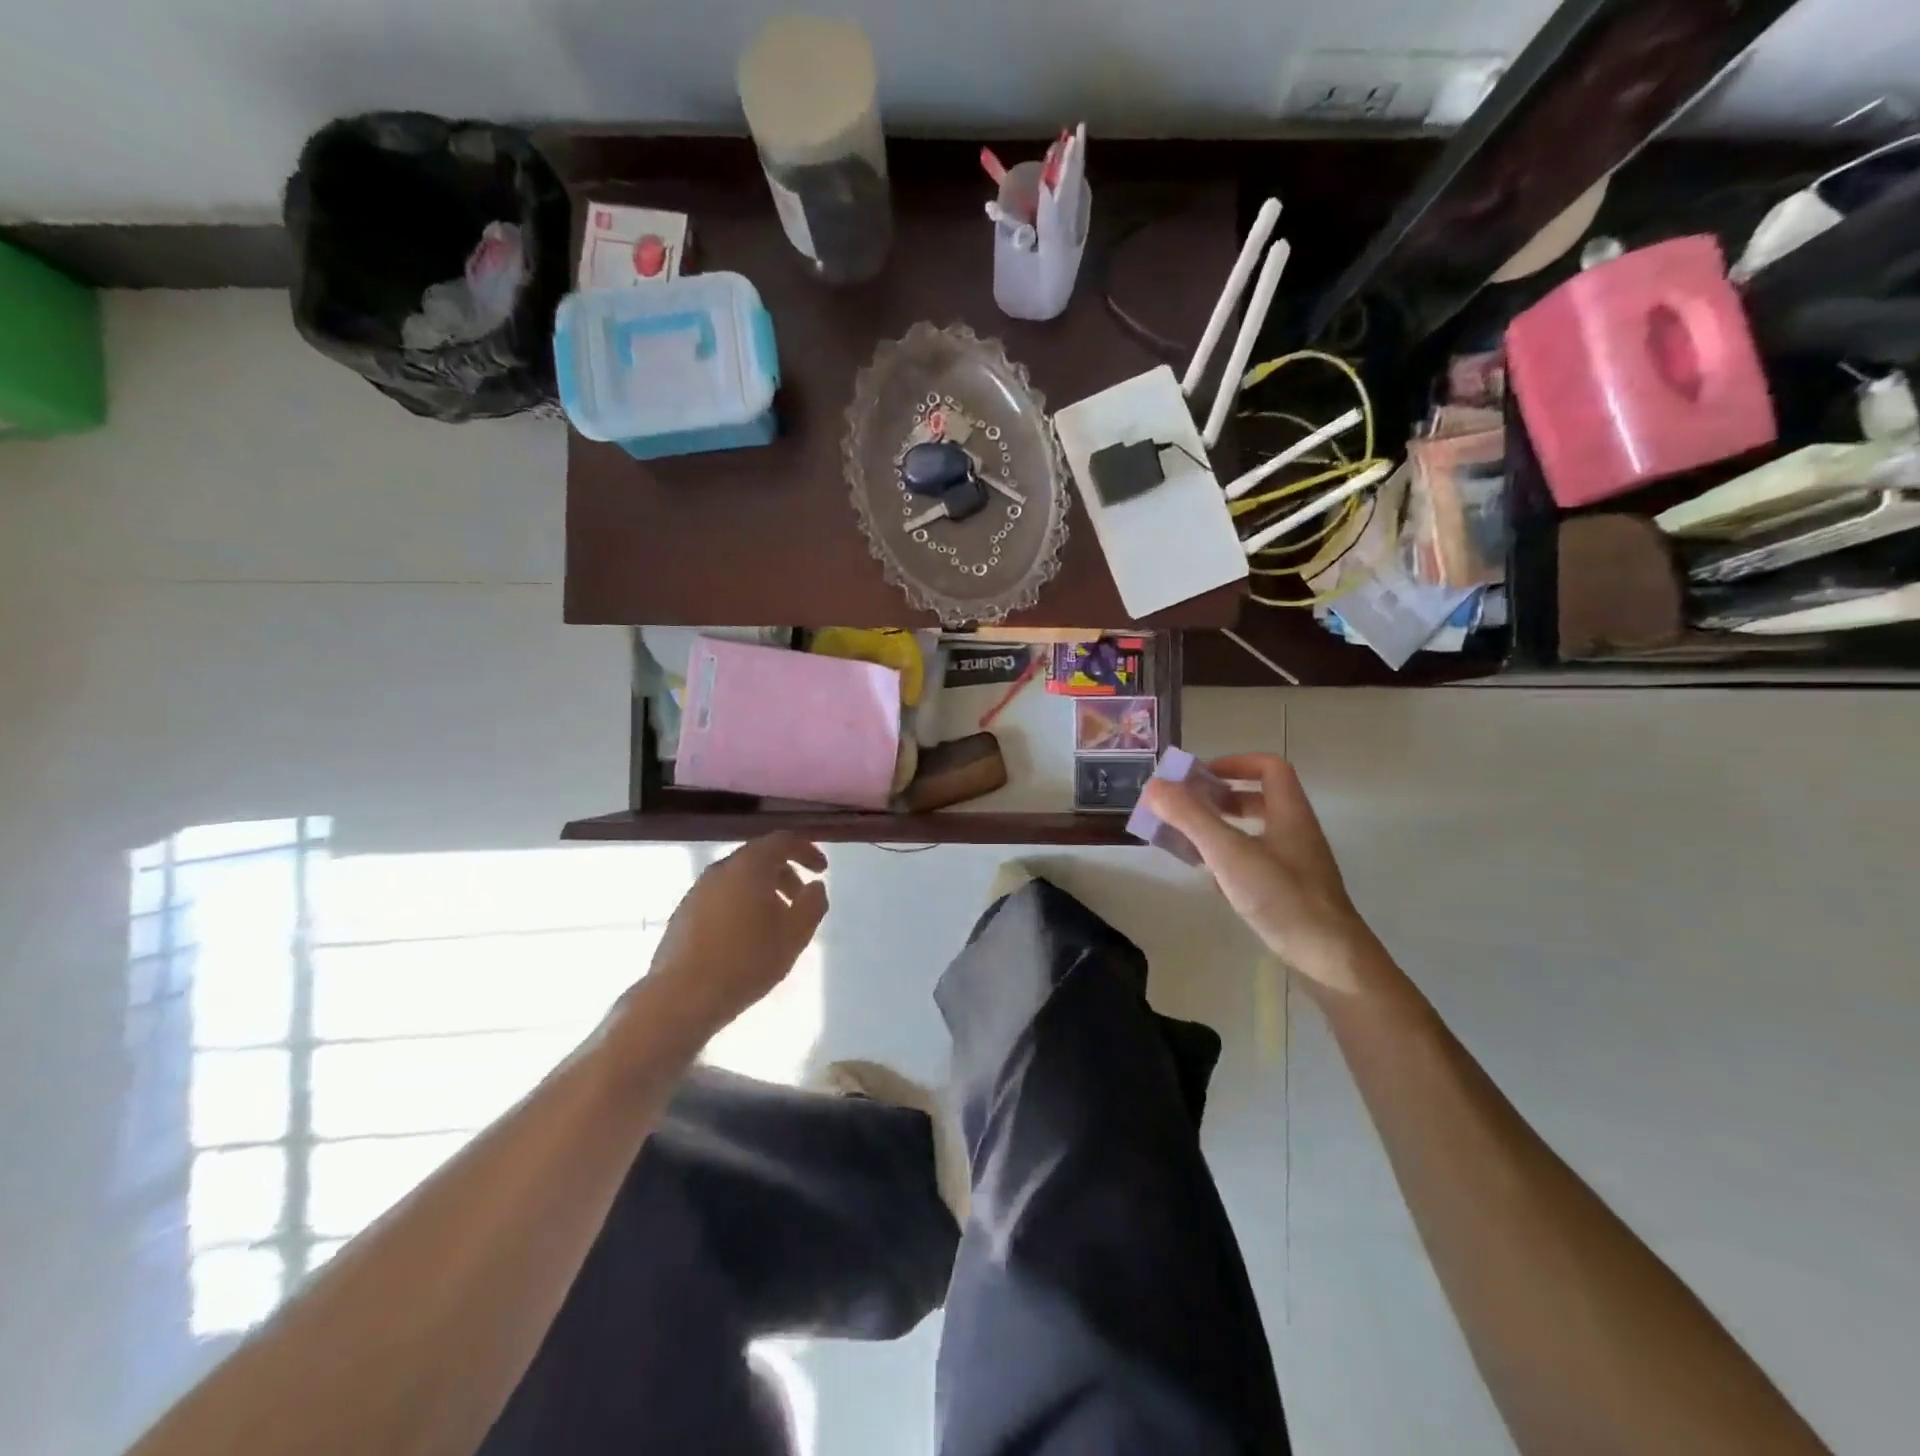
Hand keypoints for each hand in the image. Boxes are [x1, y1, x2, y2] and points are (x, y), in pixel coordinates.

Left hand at [643, 833, 829, 1036]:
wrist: (681, 997)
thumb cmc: (746, 961)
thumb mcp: (794, 935)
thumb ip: (812, 904)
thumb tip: (815, 886)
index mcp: (749, 866)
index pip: (782, 841)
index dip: (807, 851)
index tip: (822, 870)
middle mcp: (720, 869)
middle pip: (759, 858)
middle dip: (786, 875)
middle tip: (801, 901)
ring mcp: (697, 891)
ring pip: (739, 879)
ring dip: (763, 892)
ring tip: (776, 925)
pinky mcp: (683, 913)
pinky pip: (721, 897)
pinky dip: (741, 905)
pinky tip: (746, 938)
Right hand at [1142, 753, 1381, 994]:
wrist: (1330, 960)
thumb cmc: (1282, 897)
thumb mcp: (1229, 853)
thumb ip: (1191, 817)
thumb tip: (1153, 785)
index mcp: (1289, 813)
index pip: (1268, 767)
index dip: (1234, 763)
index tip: (1199, 776)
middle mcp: (1295, 832)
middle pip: (1259, 798)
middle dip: (1219, 799)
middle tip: (1186, 808)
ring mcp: (1295, 864)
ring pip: (1255, 833)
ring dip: (1221, 830)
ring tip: (1188, 841)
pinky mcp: (1290, 892)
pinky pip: (1255, 863)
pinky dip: (1230, 862)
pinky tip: (1211, 881)